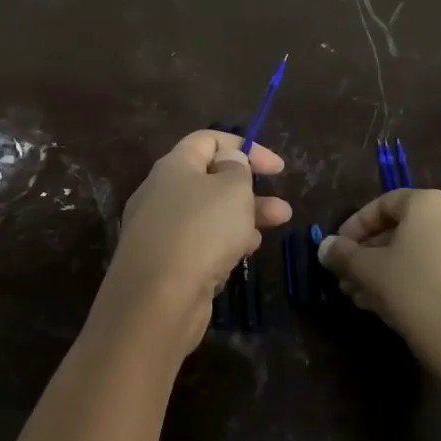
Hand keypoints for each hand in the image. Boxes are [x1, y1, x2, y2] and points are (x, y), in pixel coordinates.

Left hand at [93, 130, 291, 357]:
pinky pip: (198, 244)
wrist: (157, 299)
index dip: (245, 148)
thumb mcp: (232, 190)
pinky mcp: (163, 263)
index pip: (208, 140)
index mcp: (173, 166)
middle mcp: (161, 193)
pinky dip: (223, 244)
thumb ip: (237, 169)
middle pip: (210, 180)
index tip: (277, 168)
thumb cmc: (201, 231)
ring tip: (276, 228)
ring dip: (243, 217)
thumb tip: (229, 161)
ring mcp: (159, 230)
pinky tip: (242, 254)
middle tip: (283, 207)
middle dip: (250, 190)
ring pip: (208, 215)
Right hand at [318, 189, 440, 393]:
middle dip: (367, 253)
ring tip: (357, 294)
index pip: (383, 204)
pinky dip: (407, 278)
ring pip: (415, 251)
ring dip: (383, 269)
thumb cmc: (412, 290)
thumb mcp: (367, 270)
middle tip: (345, 275)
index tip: (337, 249)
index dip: (354, 226)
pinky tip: (381, 303)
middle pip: (399, 229)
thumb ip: (342, 254)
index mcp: (428, 204)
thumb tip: (325, 247)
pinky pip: (432, 266)